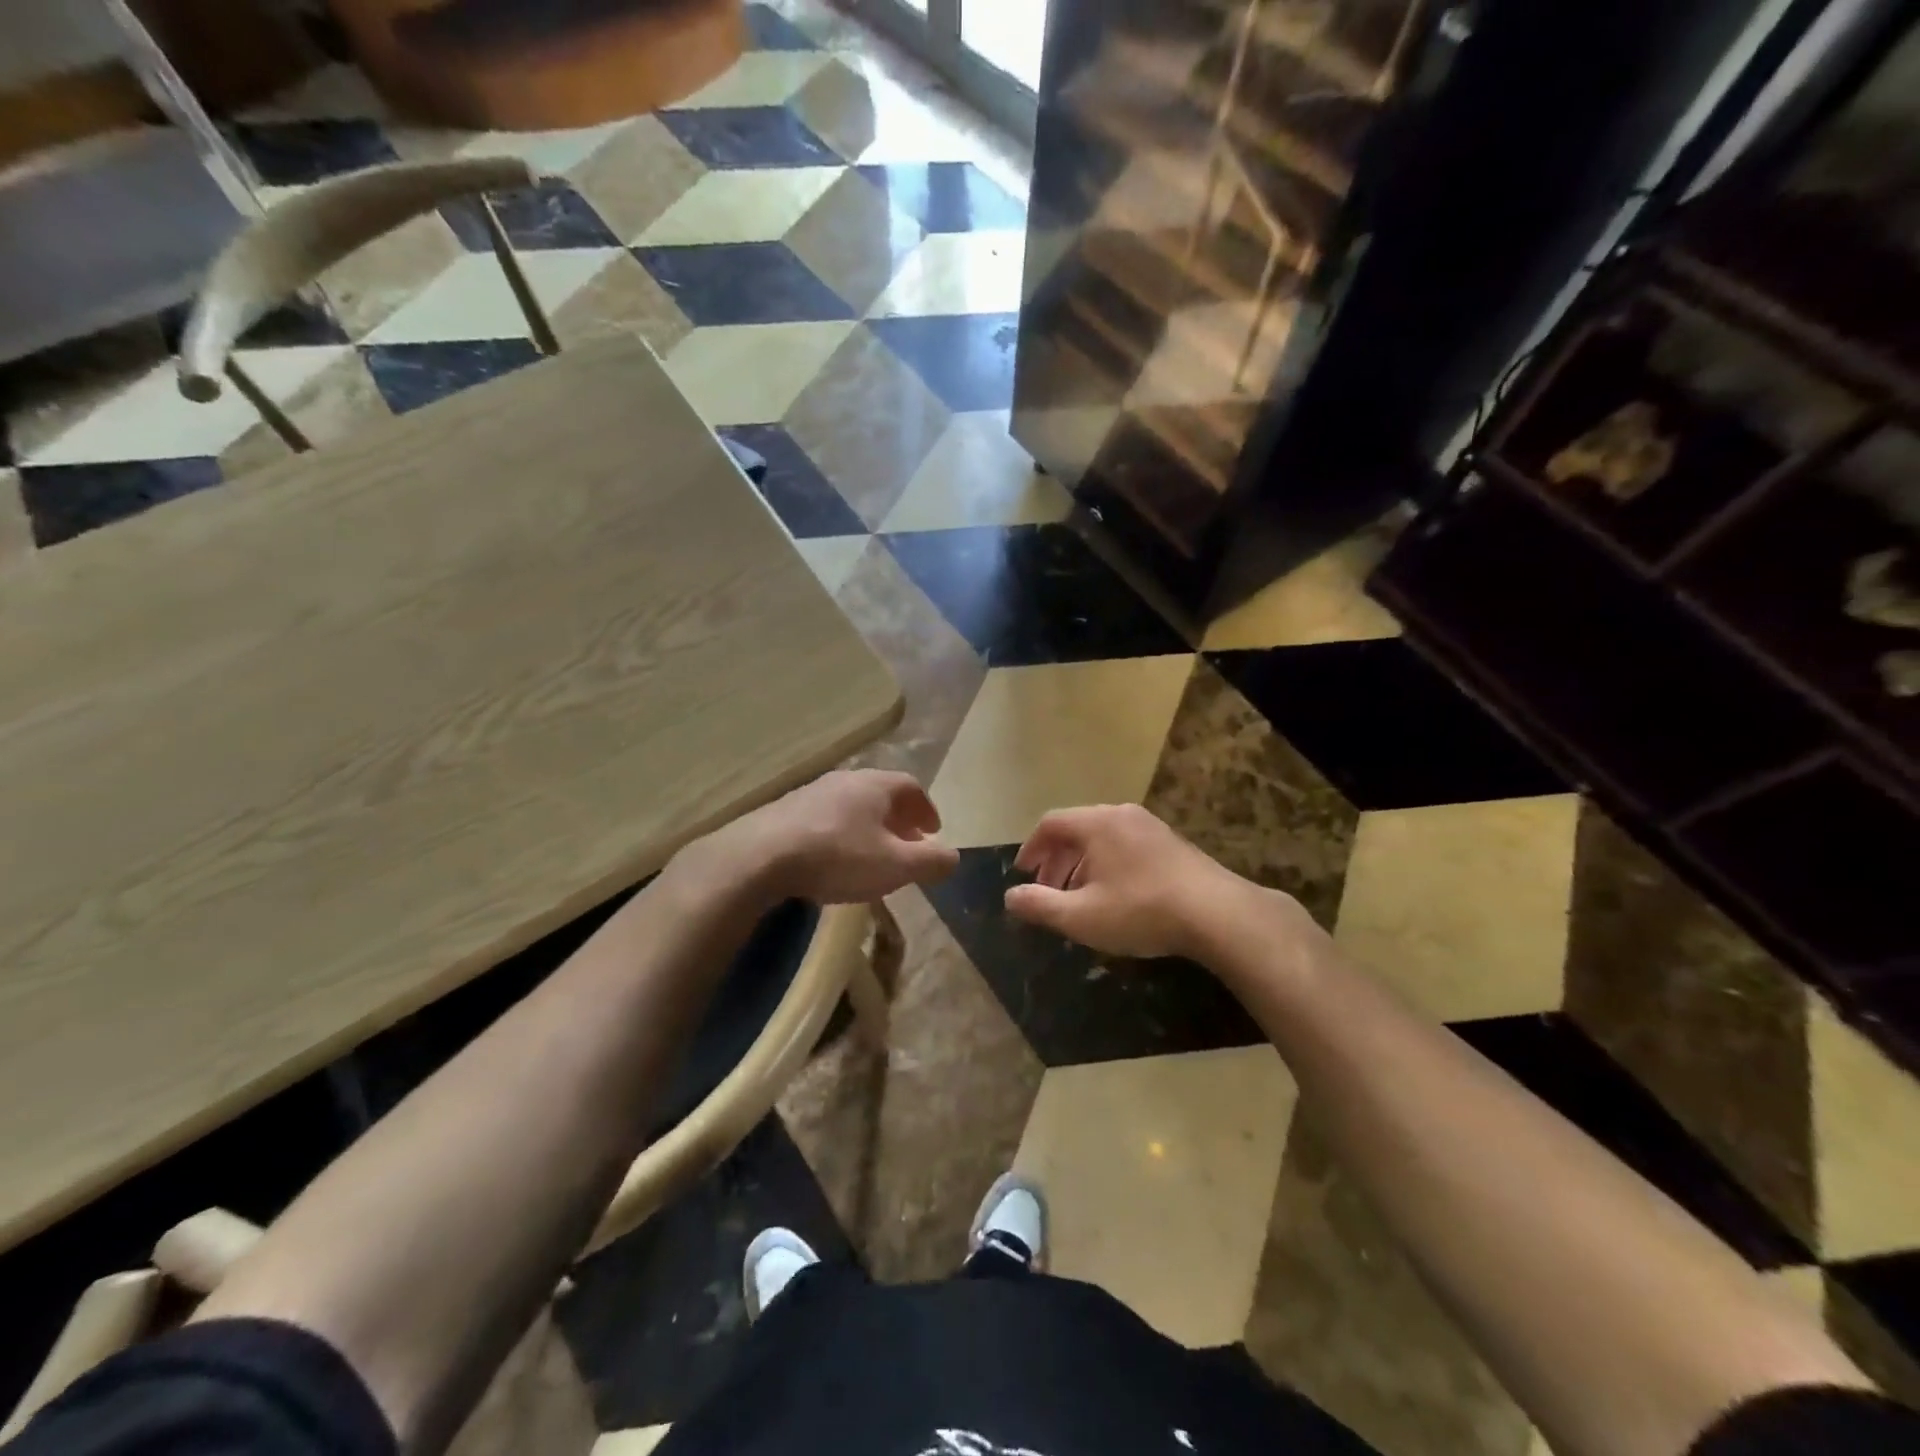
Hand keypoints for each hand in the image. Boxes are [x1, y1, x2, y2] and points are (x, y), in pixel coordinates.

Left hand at [716, 770, 958, 905]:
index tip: (933, 833)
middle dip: (899, 819)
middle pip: (882, 794)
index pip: (912, 788)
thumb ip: (930, 862)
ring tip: (872, 853)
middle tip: (907, 844)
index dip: (927, 810)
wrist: (761, 857)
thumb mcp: (895, 866)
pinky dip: (842, 832)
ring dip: (869, 826)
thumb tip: (954, 857)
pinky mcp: (786, 810)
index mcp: (876, 785)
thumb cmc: (839, 856)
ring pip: (852, 804)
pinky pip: (827, 816)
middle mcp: (846, 779)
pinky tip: (835, 858)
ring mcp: (813, 791)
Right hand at [1005, 804, 1267, 960]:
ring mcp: (1151, 827)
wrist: (1217, 914)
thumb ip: (1040, 905)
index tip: (1024, 874)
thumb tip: (1009, 897)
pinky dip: (1108, 865)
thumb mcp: (1082, 916)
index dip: (1031, 849)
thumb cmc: (1141, 910)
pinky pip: (1126, 845)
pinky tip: (1115, 897)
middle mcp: (1122, 815)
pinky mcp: (1172, 844)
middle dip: (1056, 861)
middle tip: (1049, 892)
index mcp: (1097, 823)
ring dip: (1082, 865)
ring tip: (1079, 898)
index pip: (1051, 823)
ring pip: (1102, 839)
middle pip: (1076, 829)